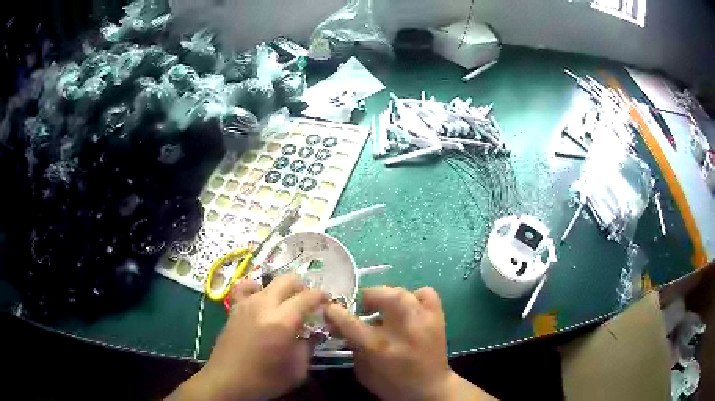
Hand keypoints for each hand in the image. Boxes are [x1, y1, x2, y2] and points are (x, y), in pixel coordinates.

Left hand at [170, 274, 327, 400]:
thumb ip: (307, 347)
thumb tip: (312, 334)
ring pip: (268, 282)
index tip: (328, 303)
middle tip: (309, 304)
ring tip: (287, 305)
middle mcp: (264, 305)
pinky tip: (260, 299)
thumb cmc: (264, 380)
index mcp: (283, 321)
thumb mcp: (296, 370)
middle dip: (303, 287)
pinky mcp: (234, 308)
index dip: (322, 297)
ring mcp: (246, 304)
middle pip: (288, 280)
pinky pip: (245, 287)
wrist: (227, 381)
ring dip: (282, 290)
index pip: (308, 296)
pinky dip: (256, 288)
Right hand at [325, 286, 494, 400]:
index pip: (352, 323)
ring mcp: (424, 321)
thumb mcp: (364, 372)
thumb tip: (342, 327)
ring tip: (384, 305)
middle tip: (364, 305)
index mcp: (381, 347)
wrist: (429, 389)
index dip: (336, 312)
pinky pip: (426, 293)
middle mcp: (403, 330)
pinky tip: (409, 307)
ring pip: (404, 293)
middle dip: (369, 295)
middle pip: (385, 296)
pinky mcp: (438, 318)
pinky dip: (415, 296)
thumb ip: (353, 348)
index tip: (330, 309)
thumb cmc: (392, 385)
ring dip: (389, 295)